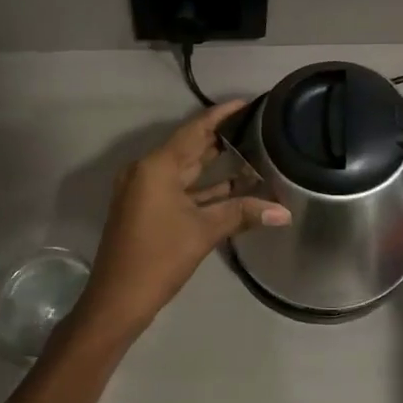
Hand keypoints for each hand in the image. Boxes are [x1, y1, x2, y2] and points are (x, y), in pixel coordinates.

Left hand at [77, 101, 291, 335]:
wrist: (117, 300)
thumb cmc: (159, 258)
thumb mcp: (203, 232)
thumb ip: (243, 214)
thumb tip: (284, 213)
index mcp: (156, 167)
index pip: (194, 130)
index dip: (220, 116)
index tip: (246, 103)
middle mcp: (147, 171)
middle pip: (189, 148)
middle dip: (221, 140)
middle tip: (256, 128)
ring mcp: (144, 191)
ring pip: (185, 171)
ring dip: (214, 167)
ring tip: (252, 156)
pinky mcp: (146, 210)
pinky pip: (179, 190)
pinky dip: (202, 189)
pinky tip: (232, 190)